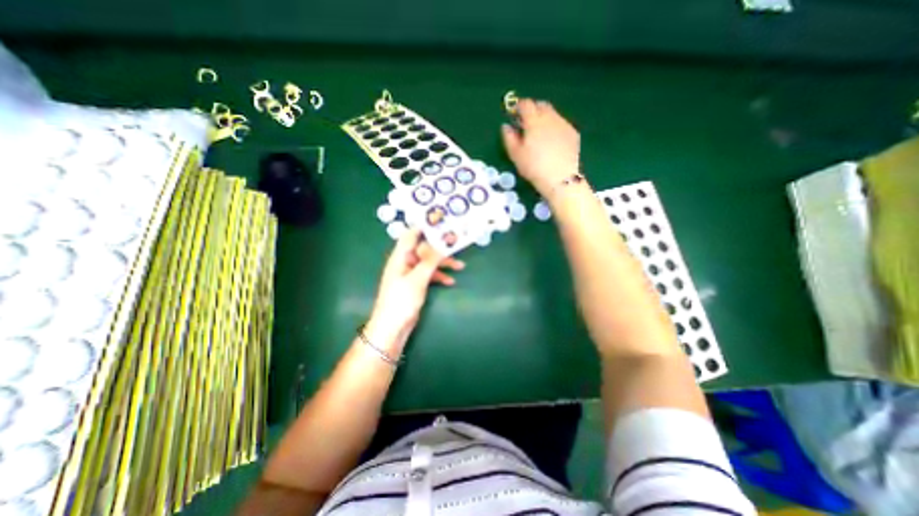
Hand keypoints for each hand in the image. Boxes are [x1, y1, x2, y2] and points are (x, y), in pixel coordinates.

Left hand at [366, 228, 467, 351]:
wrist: (393, 327)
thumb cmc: (401, 300)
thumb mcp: (418, 278)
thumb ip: (431, 260)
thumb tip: (443, 242)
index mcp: (400, 256)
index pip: (411, 234)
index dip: (425, 226)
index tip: (441, 221)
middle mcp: (405, 262)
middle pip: (424, 248)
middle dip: (440, 247)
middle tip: (457, 243)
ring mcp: (410, 273)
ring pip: (429, 262)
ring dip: (443, 263)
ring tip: (460, 266)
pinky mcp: (415, 284)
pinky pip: (429, 275)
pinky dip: (439, 276)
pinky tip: (450, 281)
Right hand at [502, 99, 580, 197]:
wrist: (560, 178)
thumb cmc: (533, 167)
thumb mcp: (515, 155)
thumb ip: (509, 138)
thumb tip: (506, 126)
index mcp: (534, 121)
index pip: (526, 104)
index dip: (519, 106)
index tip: (515, 113)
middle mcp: (550, 117)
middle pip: (541, 105)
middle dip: (533, 110)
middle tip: (527, 123)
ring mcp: (564, 124)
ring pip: (553, 114)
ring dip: (545, 118)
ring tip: (540, 133)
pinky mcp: (573, 133)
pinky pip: (562, 124)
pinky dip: (555, 127)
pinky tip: (553, 142)